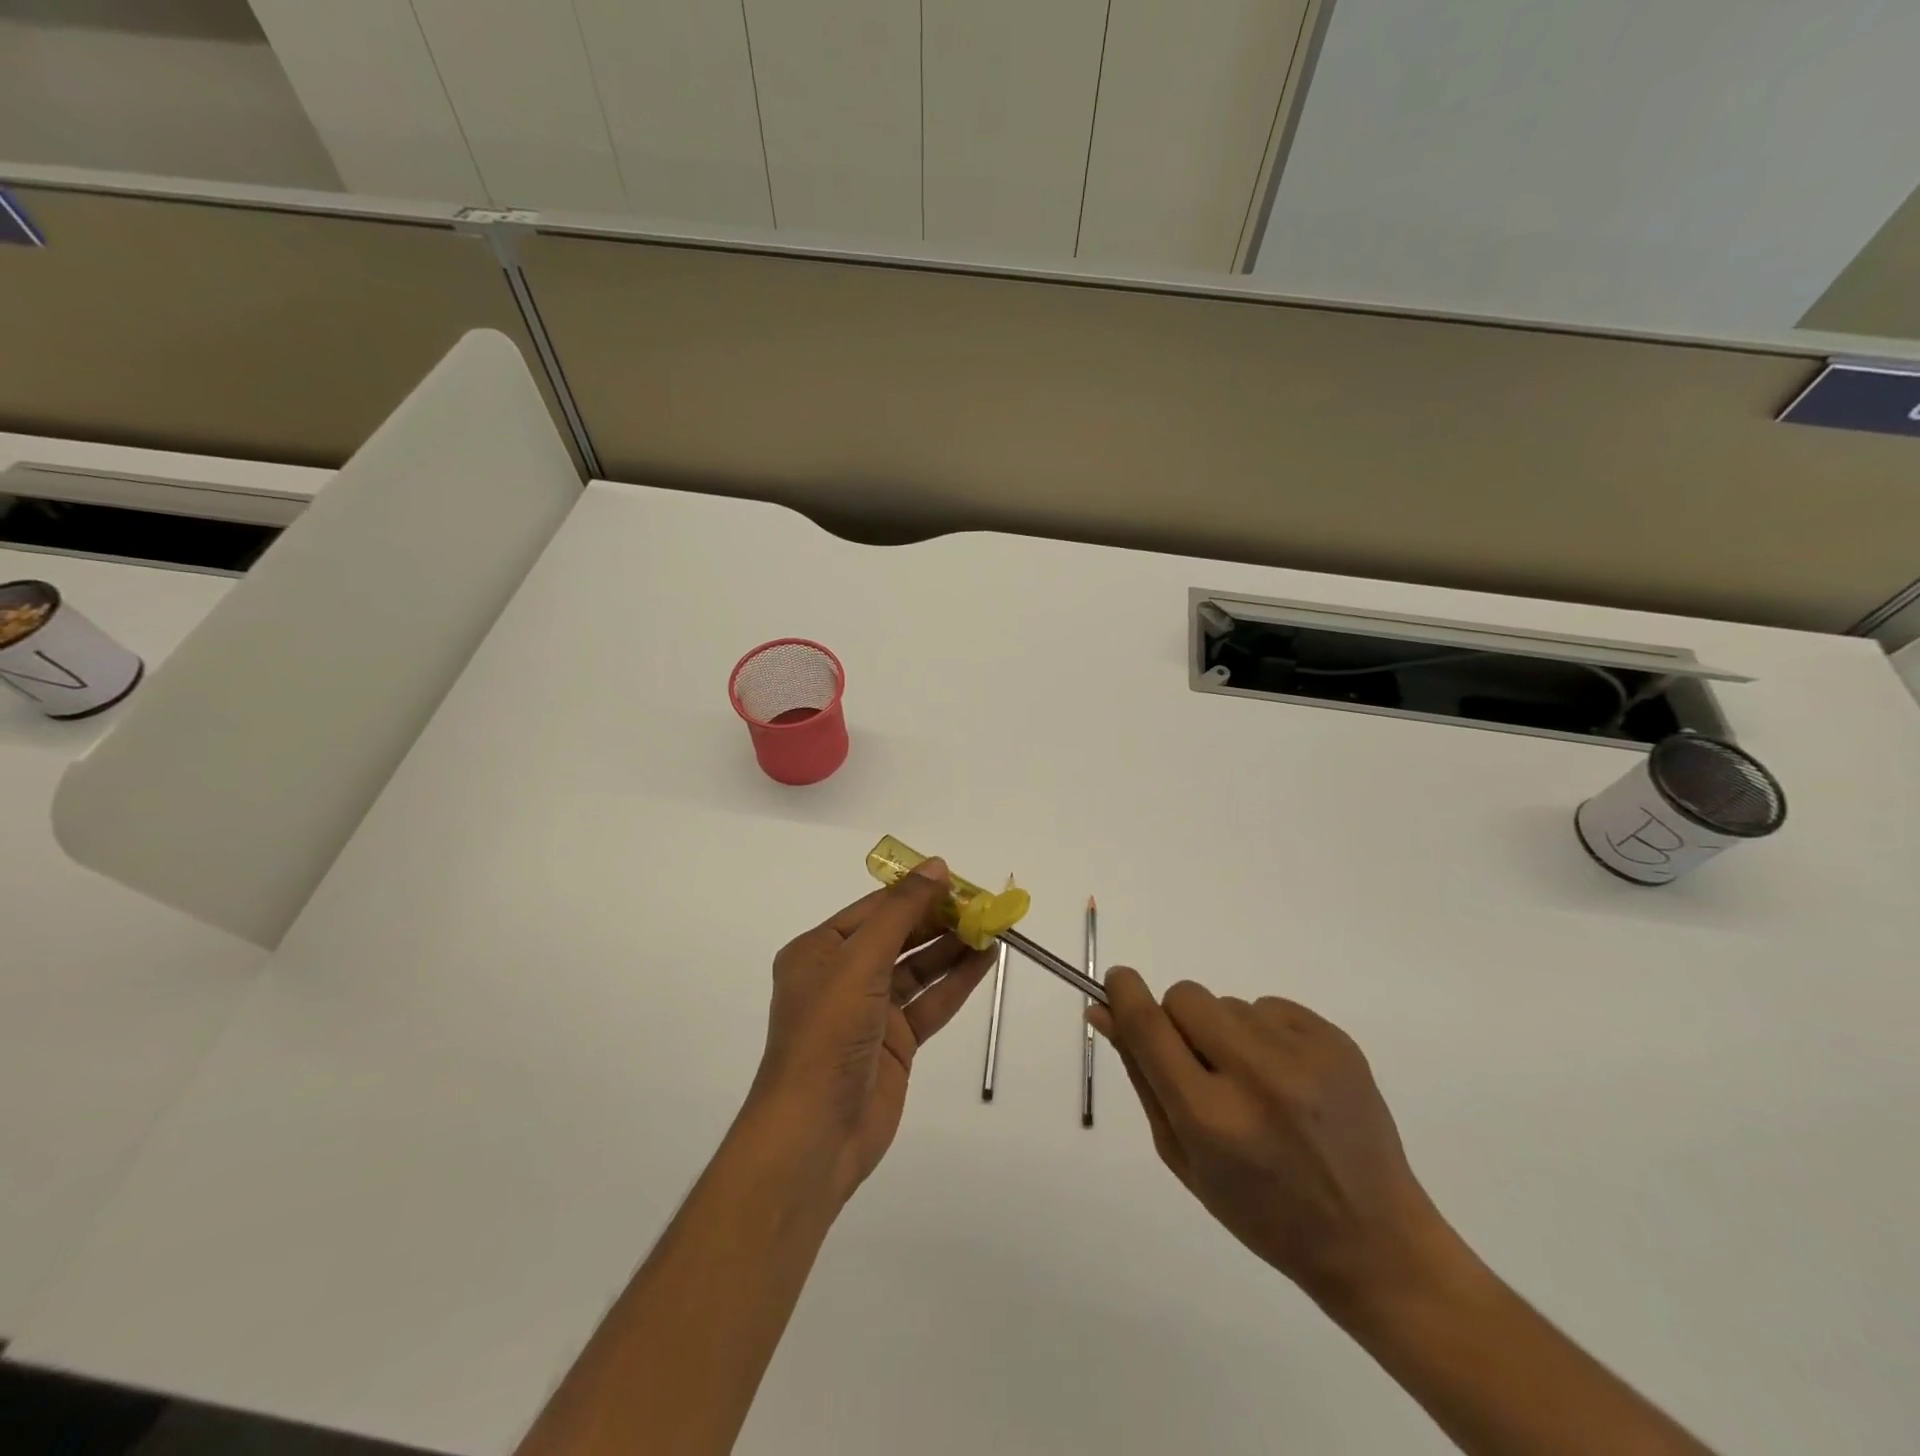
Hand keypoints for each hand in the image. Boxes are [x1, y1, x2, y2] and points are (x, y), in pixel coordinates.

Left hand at [748, 860, 991, 1201]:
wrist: (815, 1133)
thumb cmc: (828, 1034)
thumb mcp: (860, 961)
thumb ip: (901, 912)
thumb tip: (936, 865)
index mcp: (819, 951)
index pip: (874, 909)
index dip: (915, 892)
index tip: (957, 880)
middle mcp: (842, 975)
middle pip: (898, 936)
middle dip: (939, 920)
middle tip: (983, 905)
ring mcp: (870, 1011)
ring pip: (917, 968)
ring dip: (952, 948)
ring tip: (992, 927)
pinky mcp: (895, 1042)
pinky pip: (929, 1002)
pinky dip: (956, 982)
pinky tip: (985, 960)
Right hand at [1089, 968, 1447, 1311]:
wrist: (1373, 1239)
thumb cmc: (1262, 1212)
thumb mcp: (1185, 1157)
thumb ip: (1143, 1078)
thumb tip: (1104, 1013)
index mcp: (1211, 1118)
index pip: (1149, 1027)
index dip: (1125, 994)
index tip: (1117, 981)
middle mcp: (1255, 1076)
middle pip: (1186, 997)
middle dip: (1180, 1021)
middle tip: (1201, 1065)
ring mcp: (1303, 1055)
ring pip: (1228, 1003)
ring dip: (1226, 1033)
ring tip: (1257, 1087)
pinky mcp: (1337, 1041)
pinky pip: (1270, 1006)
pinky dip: (1265, 1033)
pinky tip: (1289, 1080)